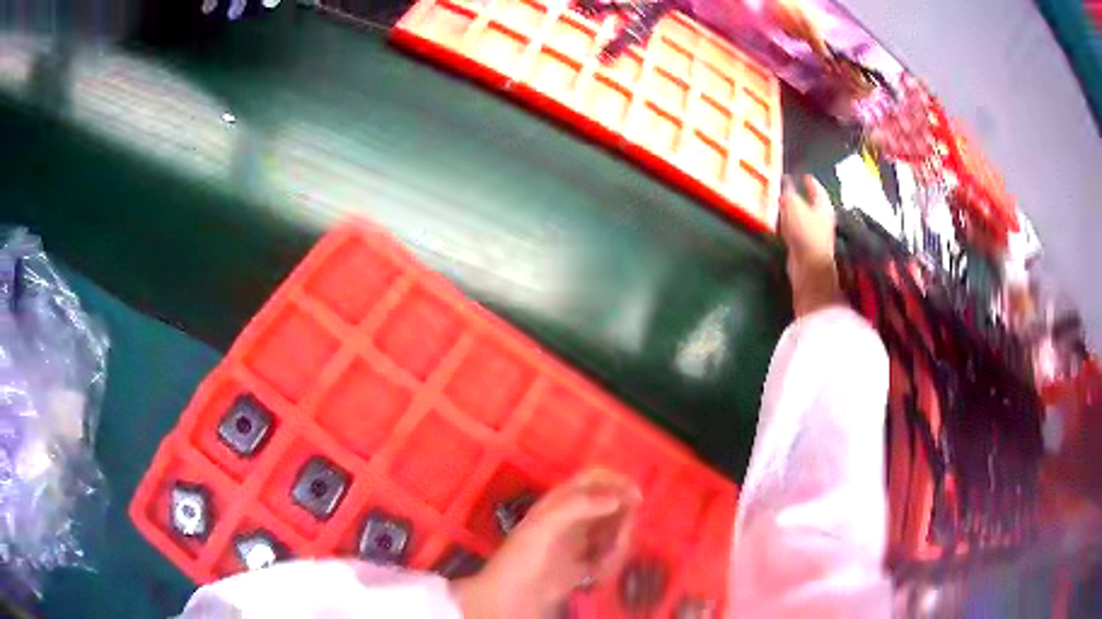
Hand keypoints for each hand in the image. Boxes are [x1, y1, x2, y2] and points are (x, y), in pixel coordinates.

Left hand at [453, 469, 642, 618]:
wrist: (511, 596)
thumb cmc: (523, 556)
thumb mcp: (545, 525)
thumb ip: (579, 506)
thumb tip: (617, 499)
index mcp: (559, 501)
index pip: (592, 479)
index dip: (615, 481)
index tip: (635, 495)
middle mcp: (572, 518)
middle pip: (610, 507)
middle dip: (621, 522)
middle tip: (620, 539)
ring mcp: (579, 541)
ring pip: (612, 533)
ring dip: (616, 546)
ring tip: (602, 562)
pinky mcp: (583, 564)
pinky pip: (607, 556)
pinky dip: (609, 563)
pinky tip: (597, 574)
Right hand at [779, 175, 841, 315]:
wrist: (809, 268)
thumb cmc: (804, 232)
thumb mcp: (792, 205)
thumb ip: (787, 192)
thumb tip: (785, 180)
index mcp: (823, 205)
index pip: (816, 187)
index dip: (808, 180)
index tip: (802, 175)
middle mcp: (823, 218)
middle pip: (811, 202)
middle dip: (801, 196)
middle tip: (788, 188)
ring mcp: (816, 234)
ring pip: (803, 216)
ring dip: (793, 211)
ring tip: (780, 204)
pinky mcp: (807, 247)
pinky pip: (796, 230)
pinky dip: (789, 225)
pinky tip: (780, 224)